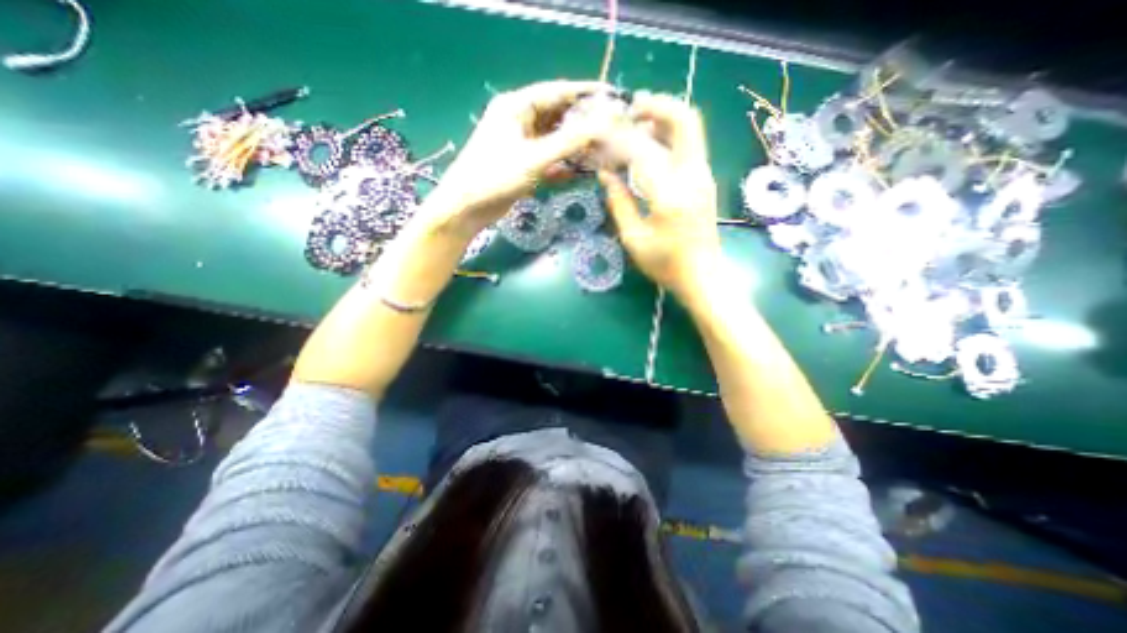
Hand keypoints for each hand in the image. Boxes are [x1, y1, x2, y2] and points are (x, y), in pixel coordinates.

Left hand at [426, 79, 614, 235]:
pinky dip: (564, 163)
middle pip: (558, 115)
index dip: (585, 93)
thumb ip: (569, 143)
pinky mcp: (522, 164)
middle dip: (583, 122)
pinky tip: (581, 171)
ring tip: (602, 151)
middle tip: (611, 130)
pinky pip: (549, 158)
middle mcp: (519, 120)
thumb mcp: (535, 157)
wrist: (467, 207)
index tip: (612, 97)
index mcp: (517, 106)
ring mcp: (521, 143)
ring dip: (575, 146)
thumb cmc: (496, 176)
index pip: (557, 92)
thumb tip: (602, 127)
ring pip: (555, 139)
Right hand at [599, 92, 722, 299]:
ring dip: (664, 117)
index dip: (617, 139)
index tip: (599, 135)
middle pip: (684, 120)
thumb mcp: (634, 238)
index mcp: (670, 195)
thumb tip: (605, 173)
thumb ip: (618, 202)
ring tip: (636, 122)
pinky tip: (650, 145)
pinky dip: (669, 135)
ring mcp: (704, 176)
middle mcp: (693, 177)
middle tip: (630, 109)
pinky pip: (690, 144)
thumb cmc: (665, 264)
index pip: (642, 150)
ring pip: (690, 128)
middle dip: (656, 106)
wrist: (703, 276)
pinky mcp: (706, 180)